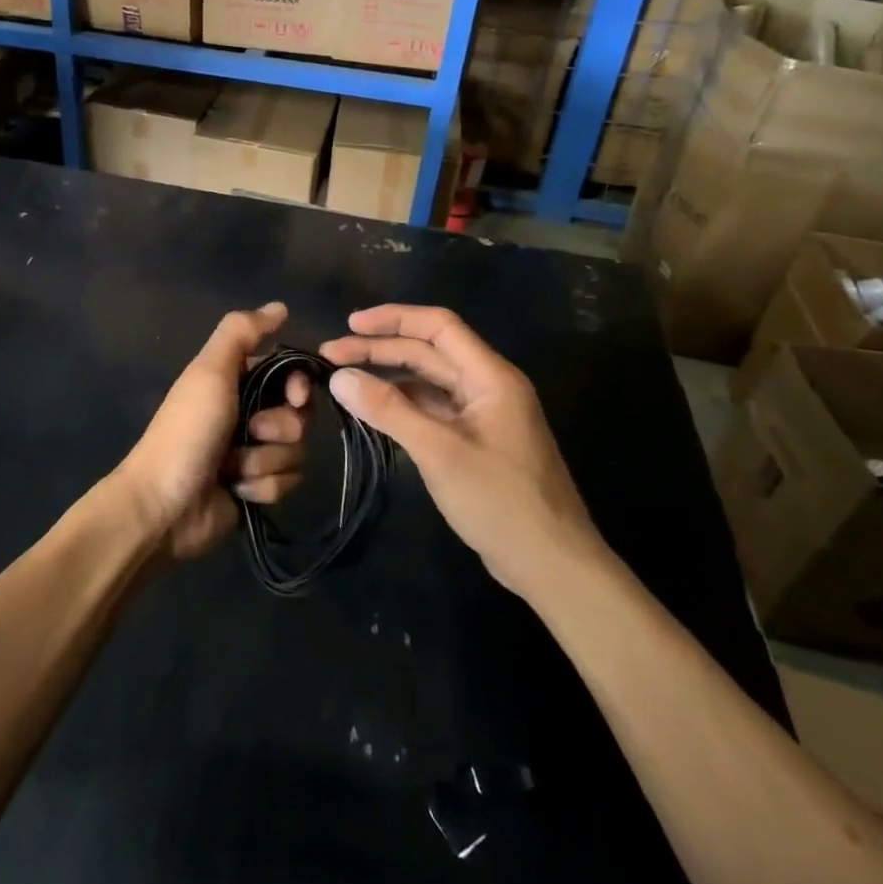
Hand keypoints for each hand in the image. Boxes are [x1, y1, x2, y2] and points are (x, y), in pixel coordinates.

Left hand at [113, 303, 310, 560]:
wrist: (164, 506)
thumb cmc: (187, 431)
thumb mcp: (210, 371)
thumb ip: (241, 332)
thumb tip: (280, 306)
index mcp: (236, 381)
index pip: (291, 375)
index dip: (299, 386)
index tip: (295, 398)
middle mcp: (249, 413)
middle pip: (299, 415)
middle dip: (278, 428)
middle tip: (252, 432)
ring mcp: (254, 454)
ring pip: (296, 452)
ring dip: (264, 461)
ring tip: (232, 468)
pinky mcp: (257, 489)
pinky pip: (287, 483)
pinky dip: (261, 487)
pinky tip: (235, 491)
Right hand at [320, 305, 601, 599]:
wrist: (552, 565)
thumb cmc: (500, 501)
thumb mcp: (438, 452)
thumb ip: (388, 410)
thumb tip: (339, 377)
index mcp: (490, 377)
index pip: (439, 326)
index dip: (393, 318)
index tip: (349, 323)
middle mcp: (488, 387)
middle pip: (429, 352)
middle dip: (380, 349)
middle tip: (330, 357)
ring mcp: (483, 416)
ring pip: (429, 382)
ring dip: (388, 377)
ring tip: (344, 382)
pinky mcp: (476, 443)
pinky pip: (433, 410)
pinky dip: (402, 406)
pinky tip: (373, 413)